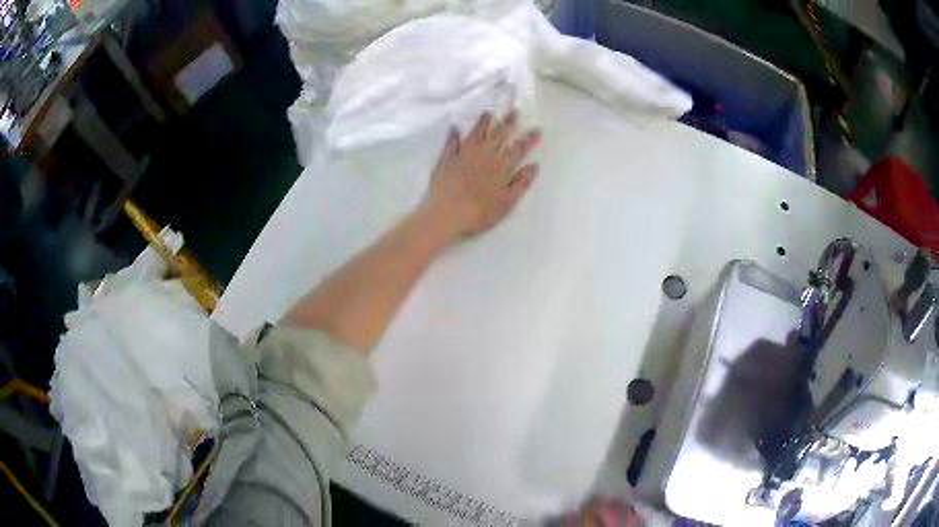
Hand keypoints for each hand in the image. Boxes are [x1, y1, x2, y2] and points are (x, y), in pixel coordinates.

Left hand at [419, 111, 540, 241]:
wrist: (445, 216)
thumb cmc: (479, 214)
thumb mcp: (507, 203)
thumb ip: (521, 183)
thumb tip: (534, 165)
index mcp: (500, 167)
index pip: (518, 149)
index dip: (528, 138)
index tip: (537, 128)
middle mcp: (483, 156)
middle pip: (498, 136)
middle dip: (508, 122)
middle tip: (514, 109)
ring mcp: (463, 156)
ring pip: (475, 134)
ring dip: (483, 122)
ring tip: (489, 112)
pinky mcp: (446, 160)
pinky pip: (450, 143)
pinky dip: (453, 135)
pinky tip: (454, 127)